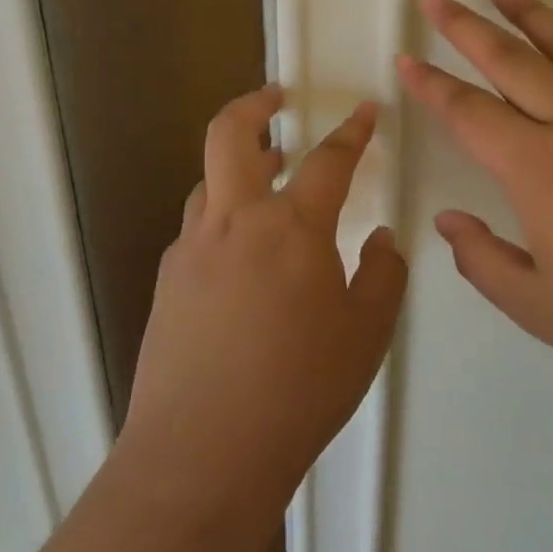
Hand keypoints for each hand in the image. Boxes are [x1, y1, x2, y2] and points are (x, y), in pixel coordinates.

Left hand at [123, 87, 407, 507]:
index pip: (328, 160)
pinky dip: (222, 216)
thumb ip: (383, 275)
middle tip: (276, 97)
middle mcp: (236, 221)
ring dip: (237, 163)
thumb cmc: (299, 389)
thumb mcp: (366, 334)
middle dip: (255, 104)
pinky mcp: (169, 281)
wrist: (203, 454)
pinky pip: (198, 228)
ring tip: (266, 173)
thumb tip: (380, 241)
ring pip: (209, 180)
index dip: (352, 131)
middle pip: (230, 134)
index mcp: (291, 227)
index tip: (364, 111)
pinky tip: (241, 255)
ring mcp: (193, 249)